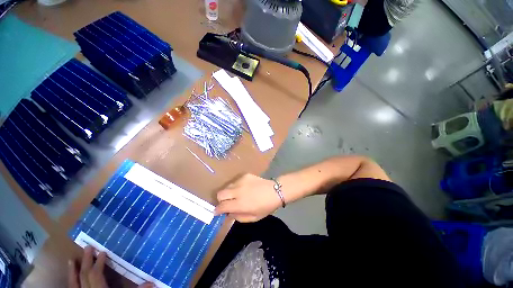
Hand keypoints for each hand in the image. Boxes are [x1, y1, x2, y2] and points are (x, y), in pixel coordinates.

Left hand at [68, 246, 153, 287]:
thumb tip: (152, 282)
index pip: (96, 275)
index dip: (99, 263)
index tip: (103, 252)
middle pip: (85, 276)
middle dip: (87, 261)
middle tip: (88, 247)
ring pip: (74, 283)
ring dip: (73, 271)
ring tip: (72, 260)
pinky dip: (71, 281)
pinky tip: (71, 275)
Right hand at [215, 174, 281, 222]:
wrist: (275, 191)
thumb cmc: (266, 206)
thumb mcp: (253, 218)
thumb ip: (238, 217)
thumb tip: (228, 213)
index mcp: (240, 204)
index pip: (221, 206)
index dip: (217, 210)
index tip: (217, 212)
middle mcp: (238, 191)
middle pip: (220, 194)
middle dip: (220, 200)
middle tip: (227, 203)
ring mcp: (241, 181)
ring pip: (227, 186)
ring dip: (228, 192)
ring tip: (236, 195)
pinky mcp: (245, 175)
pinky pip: (235, 181)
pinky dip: (236, 186)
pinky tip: (244, 188)